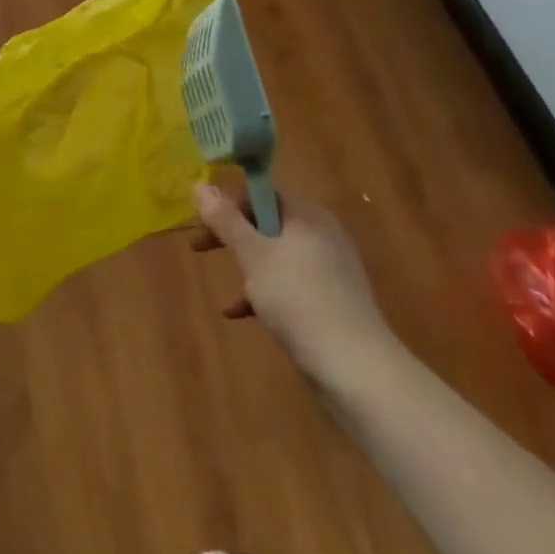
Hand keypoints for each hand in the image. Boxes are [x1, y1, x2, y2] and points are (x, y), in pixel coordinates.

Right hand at [192, 184, 399, 386]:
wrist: (354, 368)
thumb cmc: (298, 299)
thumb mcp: (253, 255)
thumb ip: (225, 220)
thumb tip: (200, 186)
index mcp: (307, 215)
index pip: (261, 193)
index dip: (228, 203)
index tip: (202, 223)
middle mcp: (322, 234)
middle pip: (267, 223)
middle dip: (232, 236)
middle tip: (200, 248)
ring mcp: (329, 269)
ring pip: (276, 255)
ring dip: (247, 265)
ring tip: (224, 286)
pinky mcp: (331, 300)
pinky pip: (289, 284)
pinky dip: (264, 292)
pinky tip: (240, 313)